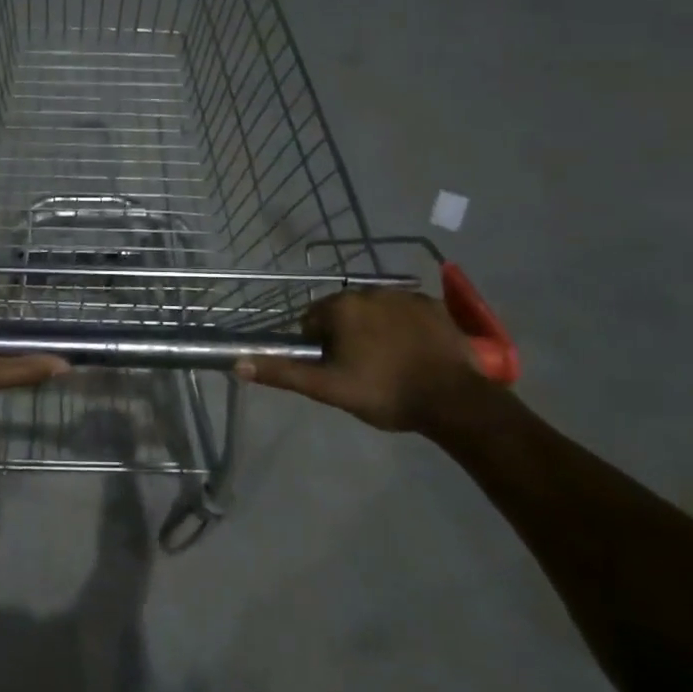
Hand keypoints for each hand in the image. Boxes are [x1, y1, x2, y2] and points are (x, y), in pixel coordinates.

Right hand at [235, 289, 484, 433]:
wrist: (454, 400)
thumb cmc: (384, 392)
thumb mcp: (328, 388)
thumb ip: (283, 372)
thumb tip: (238, 363)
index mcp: (341, 307)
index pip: (312, 321)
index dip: (318, 347)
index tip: (335, 370)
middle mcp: (369, 291)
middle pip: (343, 312)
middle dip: (346, 335)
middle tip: (360, 370)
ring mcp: (404, 295)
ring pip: (375, 311)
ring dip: (374, 329)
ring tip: (389, 364)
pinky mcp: (433, 305)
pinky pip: (406, 311)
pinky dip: (404, 327)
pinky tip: (414, 353)